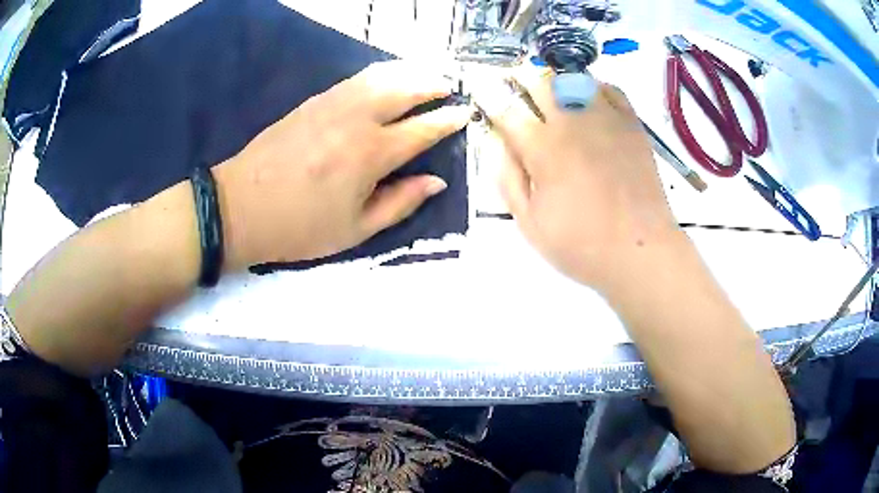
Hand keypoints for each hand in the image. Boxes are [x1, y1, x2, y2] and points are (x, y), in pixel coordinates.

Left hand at [213, 61, 471, 269]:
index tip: (465, 113)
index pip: (422, 129)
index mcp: (371, 154)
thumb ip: (401, 202)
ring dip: (409, 72)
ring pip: (381, 76)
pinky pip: (356, 79)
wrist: (240, 207)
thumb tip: (436, 181)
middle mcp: (357, 119)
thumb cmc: (300, 227)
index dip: (448, 120)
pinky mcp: (313, 101)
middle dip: (433, 85)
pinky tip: (387, 78)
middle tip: (449, 87)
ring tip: (426, 76)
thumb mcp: (356, 230)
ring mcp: (333, 104)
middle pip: (405, 89)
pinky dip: (380, 73)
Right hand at [472, 69, 680, 291]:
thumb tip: (497, 142)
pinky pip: (609, 89)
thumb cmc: (581, 245)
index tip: (483, 92)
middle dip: (520, 81)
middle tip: (516, 91)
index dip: (489, 96)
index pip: (505, 107)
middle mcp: (571, 123)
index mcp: (542, 148)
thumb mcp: (529, 222)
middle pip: (539, 81)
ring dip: (555, 82)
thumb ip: (508, 178)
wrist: (640, 251)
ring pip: (573, 79)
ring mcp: (605, 119)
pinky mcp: (631, 125)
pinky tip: (588, 101)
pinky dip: (593, 87)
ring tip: (552, 95)